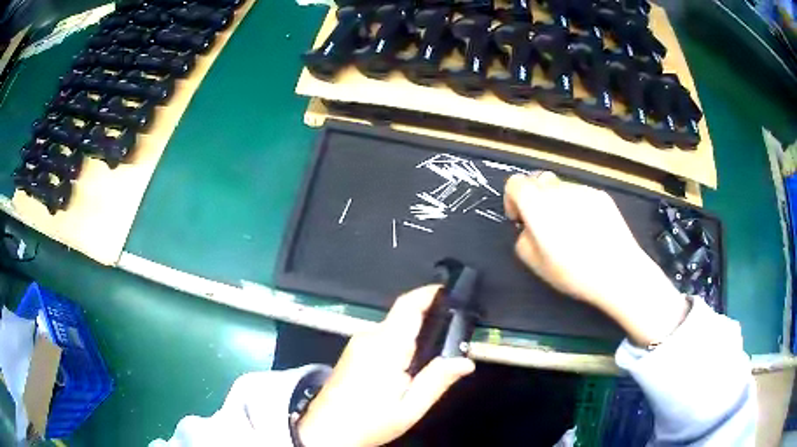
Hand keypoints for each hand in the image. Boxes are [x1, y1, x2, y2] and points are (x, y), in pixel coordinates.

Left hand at [297, 285, 475, 446]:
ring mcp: (356, 344)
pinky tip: (405, 369)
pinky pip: (381, 339)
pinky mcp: (351, 353)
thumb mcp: (409, 408)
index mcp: (385, 347)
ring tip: (429, 361)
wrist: (325, 431)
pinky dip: (398, 345)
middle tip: (450, 339)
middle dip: (427, 321)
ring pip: (392, 329)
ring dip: (412, 336)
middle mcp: (368, 338)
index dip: (428, 292)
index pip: (407, 306)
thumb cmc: (368, 422)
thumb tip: (465, 361)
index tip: (448, 291)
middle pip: (402, 317)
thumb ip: (437, 381)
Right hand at [504, 172, 689, 345]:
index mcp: (536, 203)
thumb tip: (528, 228)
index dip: (512, 200)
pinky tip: (589, 230)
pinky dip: (577, 206)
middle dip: (534, 198)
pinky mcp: (601, 195)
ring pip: (560, 187)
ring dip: (557, 202)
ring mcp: (582, 189)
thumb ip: (522, 238)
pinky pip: (581, 194)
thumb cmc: (573, 271)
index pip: (514, 183)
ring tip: (570, 230)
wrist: (617, 270)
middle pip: (538, 180)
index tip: (520, 220)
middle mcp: (558, 189)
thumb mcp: (534, 263)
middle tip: (543, 224)